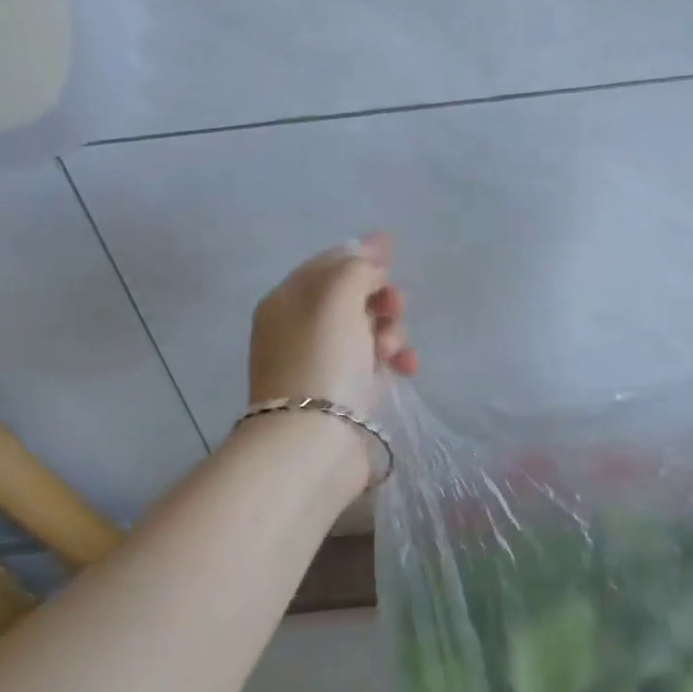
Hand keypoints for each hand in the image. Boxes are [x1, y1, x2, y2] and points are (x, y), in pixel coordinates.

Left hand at [248, 232, 416, 420]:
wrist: (313, 442)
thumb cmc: (322, 361)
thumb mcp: (337, 298)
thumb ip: (357, 267)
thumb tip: (372, 249)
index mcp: (286, 301)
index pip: (326, 264)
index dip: (359, 254)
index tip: (393, 251)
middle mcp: (298, 330)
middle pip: (348, 298)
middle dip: (378, 297)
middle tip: (395, 307)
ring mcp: (320, 364)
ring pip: (365, 331)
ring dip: (390, 331)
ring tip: (395, 350)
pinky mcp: (341, 395)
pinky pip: (372, 364)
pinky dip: (391, 360)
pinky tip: (406, 368)